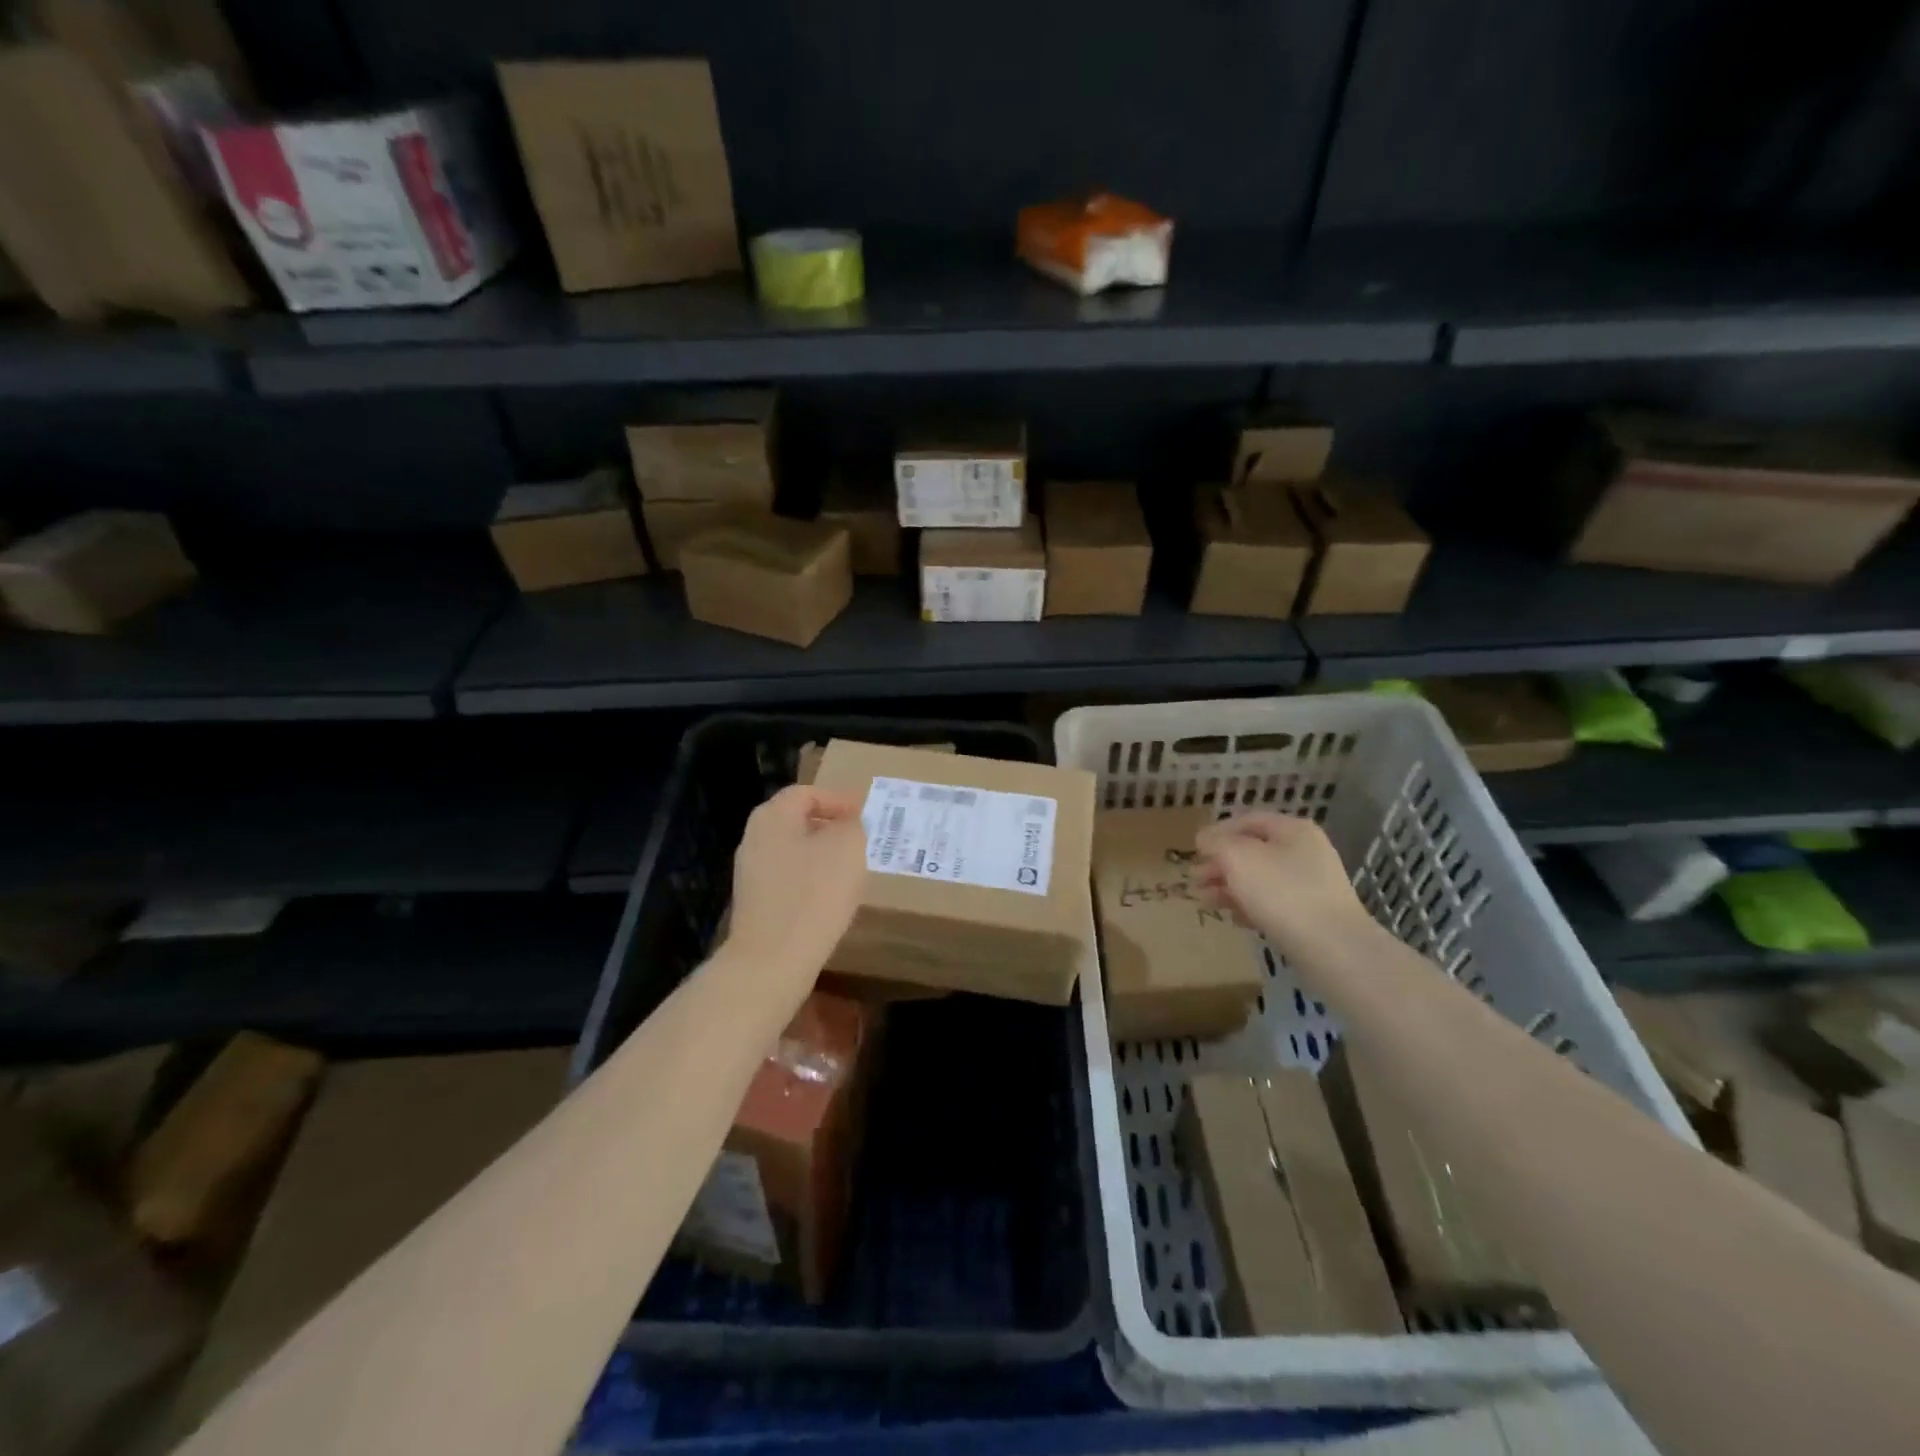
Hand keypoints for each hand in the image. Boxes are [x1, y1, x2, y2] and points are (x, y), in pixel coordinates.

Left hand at [725, 786, 867, 998]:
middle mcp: (754, 838)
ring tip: (849, 868)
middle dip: (829, 827)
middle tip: (860, 838)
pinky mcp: (754, 902)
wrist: (773, 960)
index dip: (838, 800)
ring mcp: (750, 872)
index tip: (864, 815)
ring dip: (820, 855)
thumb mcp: (848, 847)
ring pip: (792, 850)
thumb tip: (847, 823)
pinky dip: (809, 879)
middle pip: (796, 821)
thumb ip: (852, 825)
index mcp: (772, 816)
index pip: (806, 793)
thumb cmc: (814, 893)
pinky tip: (829, 897)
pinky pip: (787, 878)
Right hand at [1194, 811, 1366, 958]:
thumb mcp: (1238, 857)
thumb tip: (1204, 838)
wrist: (1333, 948)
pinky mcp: (1312, 915)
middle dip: (1220, 864)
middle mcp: (1305, 852)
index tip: (1195, 849)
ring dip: (1230, 887)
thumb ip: (1216, 842)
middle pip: (1253, 851)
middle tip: (1194, 879)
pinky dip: (1250, 906)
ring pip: (1261, 879)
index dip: (1218, 831)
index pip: (1248, 820)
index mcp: (1292, 830)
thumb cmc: (1281, 892)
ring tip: (1205, 900)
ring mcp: (1312, 885)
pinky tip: (1234, 918)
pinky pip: (1274, 904)